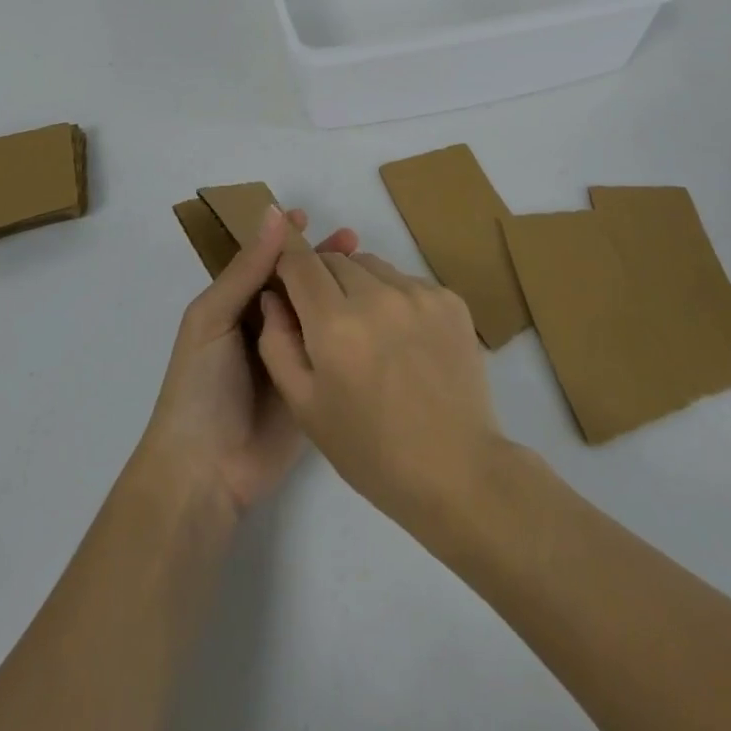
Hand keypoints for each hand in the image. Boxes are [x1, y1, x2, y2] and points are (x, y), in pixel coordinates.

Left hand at [137, 206, 357, 519]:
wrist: (206, 472)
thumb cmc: (200, 385)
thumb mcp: (213, 318)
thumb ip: (246, 269)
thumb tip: (274, 213)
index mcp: (235, 305)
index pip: (265, 261)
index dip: (285, 239)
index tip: (310, 216)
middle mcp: (263, 325)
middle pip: (296, 283)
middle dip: (319, 259)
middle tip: (353, 239)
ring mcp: (289, 355)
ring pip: (316, 311)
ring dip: (337, 289)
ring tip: (368, 268)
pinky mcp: (311, 384)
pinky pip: (330, 349)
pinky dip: (348, 328)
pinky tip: (371, 313)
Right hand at [256, 247, 500, 530]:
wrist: (456, 470)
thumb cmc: (370, 449)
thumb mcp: (304, 406)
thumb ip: (277, 342)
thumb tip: (273, 296)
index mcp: (335, 324)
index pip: (300, 260)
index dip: (287, 261)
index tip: (286, 277)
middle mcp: (377, 296)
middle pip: (336, 260)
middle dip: (322, 279)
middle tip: (328, 322)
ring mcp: (418, 293)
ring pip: (372, 265)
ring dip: (360, 285)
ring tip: (369, 332)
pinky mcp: (449, 299)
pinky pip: (406, 280)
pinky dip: (395, 297)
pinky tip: (403, 339)